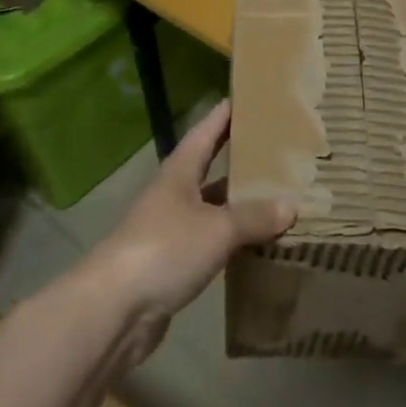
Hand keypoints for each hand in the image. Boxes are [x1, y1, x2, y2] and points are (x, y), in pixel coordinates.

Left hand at [78, 101, 294, 364]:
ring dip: (242, 205)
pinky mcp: (173, 264)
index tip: (251, 97)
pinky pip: (211, 243)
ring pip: (214, 209)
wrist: (114, 309)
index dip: (226, 114)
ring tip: (281, 198)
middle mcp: (174, 194)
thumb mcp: (216, 228)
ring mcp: (171, 230)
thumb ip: (254, 217)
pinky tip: (260, 246)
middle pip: (212, 169)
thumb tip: (291, 206)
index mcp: (180, 172)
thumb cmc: (164, 249)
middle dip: (242, 160)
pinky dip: (234, 242)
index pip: (206, 132)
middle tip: (281, 151)